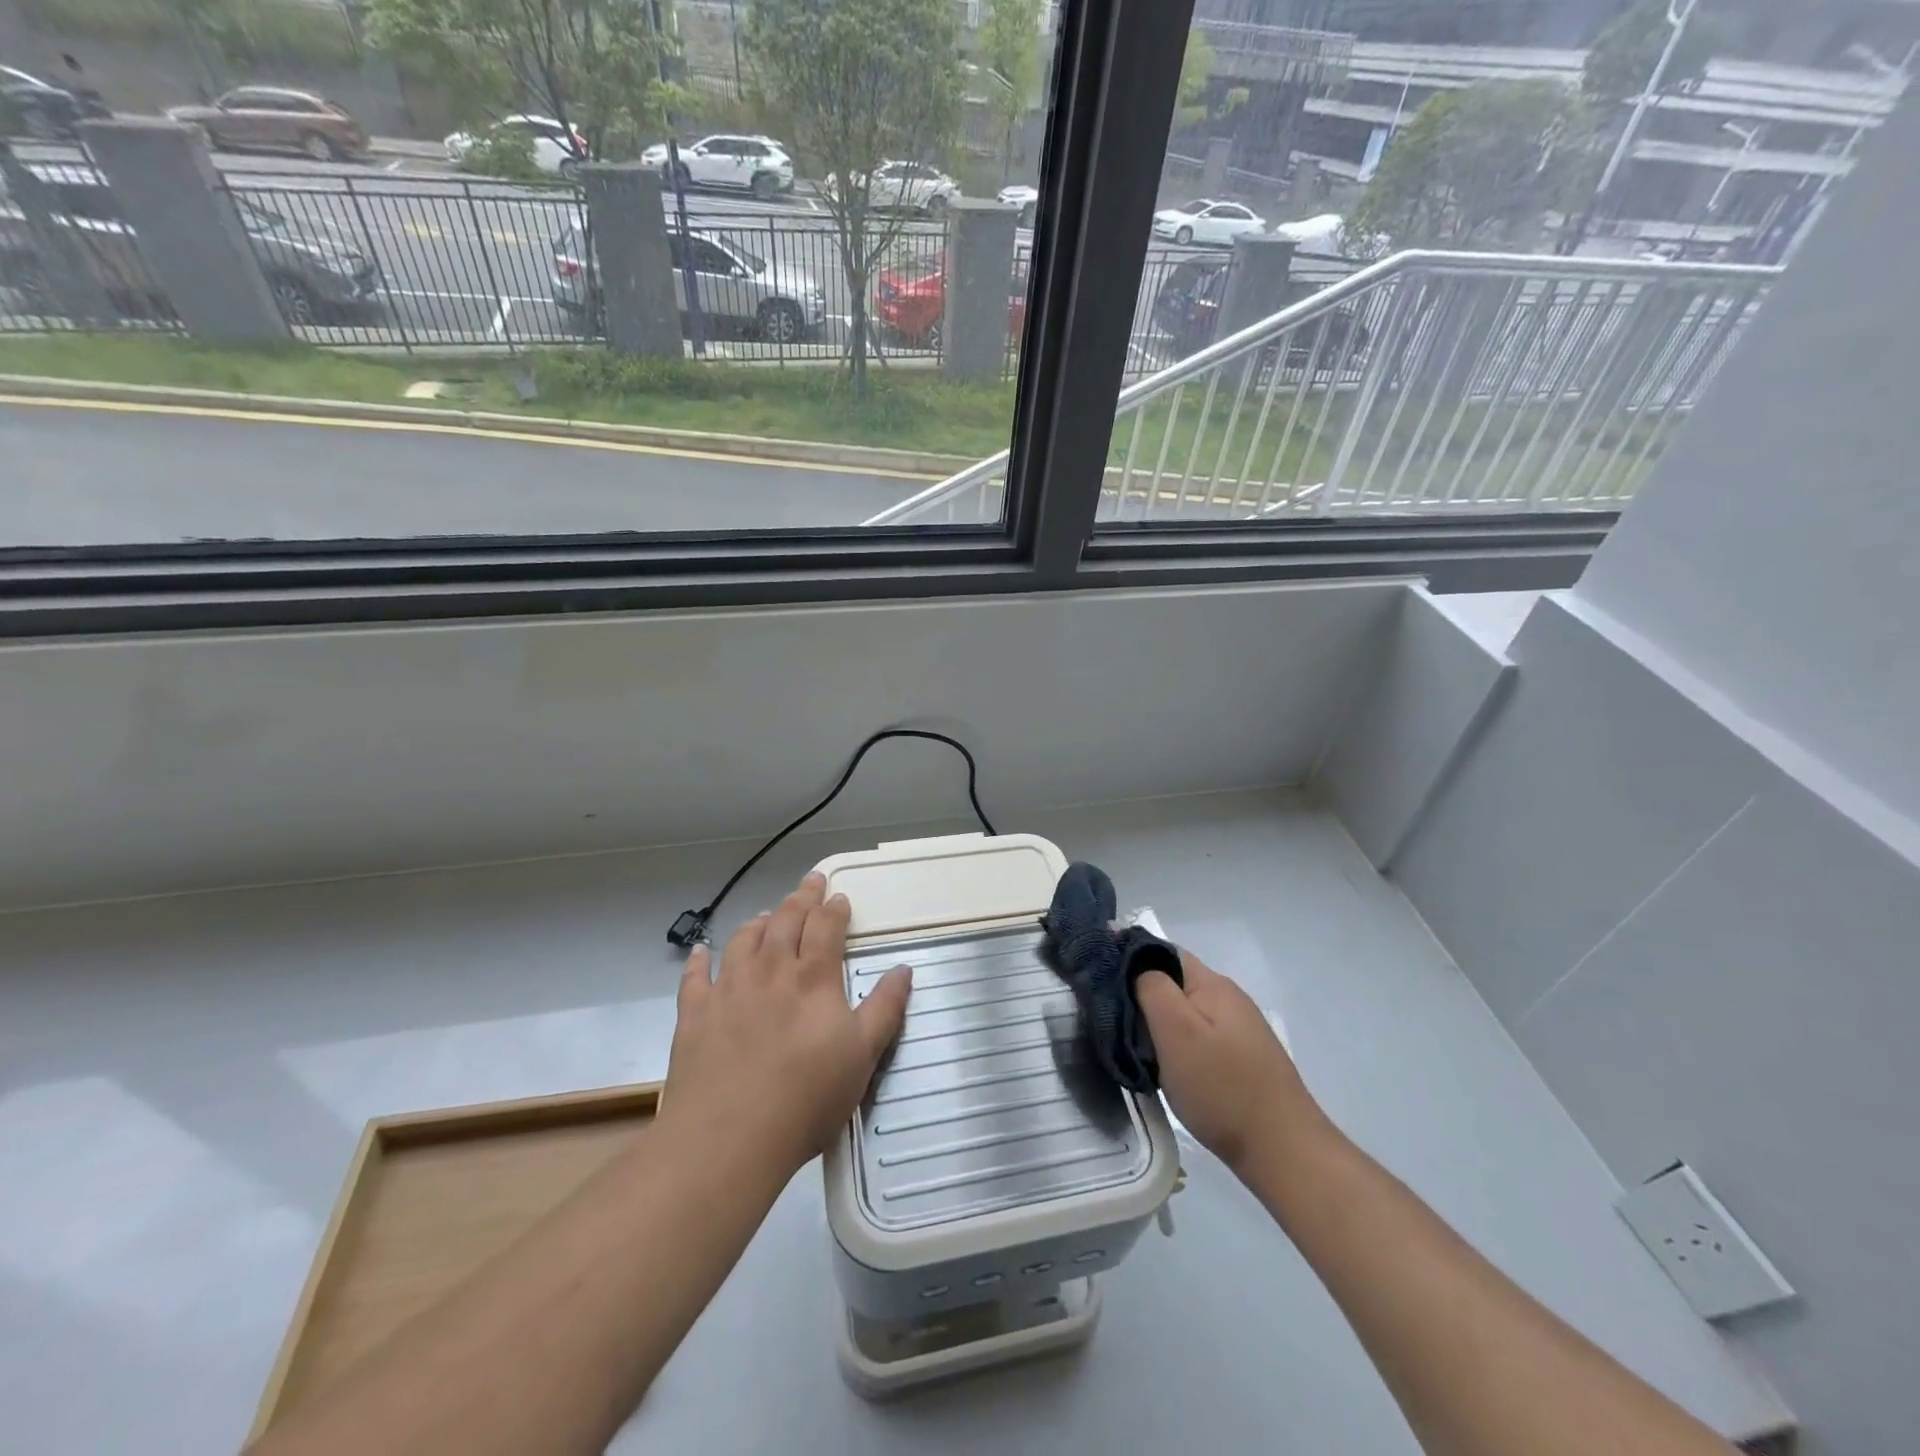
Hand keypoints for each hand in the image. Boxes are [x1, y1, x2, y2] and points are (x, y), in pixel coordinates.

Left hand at [660, 872, 911, 1175]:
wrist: (728, 1138)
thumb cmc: (806, 1098)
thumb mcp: (862, 1056)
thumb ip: (885, 1008)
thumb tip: (904, 969)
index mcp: (812, 978)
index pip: (825, 927)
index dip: (833, 908)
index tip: (839, 896)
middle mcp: (769, 971)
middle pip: (785, 921)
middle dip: (801, 898)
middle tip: (810, 882)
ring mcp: (727, 989)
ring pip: (743, 940)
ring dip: (759, 922)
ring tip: (767, 914)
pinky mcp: (694, 1013)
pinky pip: (695, 975)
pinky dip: (700, 958)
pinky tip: (701, 950)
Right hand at [1137, 953, 1325, 1175]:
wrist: (1282, 1150)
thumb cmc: (1221, 1087)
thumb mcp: (1175, 1030)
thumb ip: (1152, 988)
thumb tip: (1138, 968)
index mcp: (1212, 983)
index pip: (1163, 952)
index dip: (1130, 959)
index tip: (1101, 981)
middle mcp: (1228, 998)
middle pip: (1174, 983)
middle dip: (1142, 997)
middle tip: (1115, 1022)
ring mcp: (1239, 1029)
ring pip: (1186, 1013)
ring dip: (1160, 1025)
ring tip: (1136, 1049)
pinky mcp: (1243, 1059)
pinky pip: (1200, 1038)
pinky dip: (1178, 1046)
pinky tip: (1168, 1069)